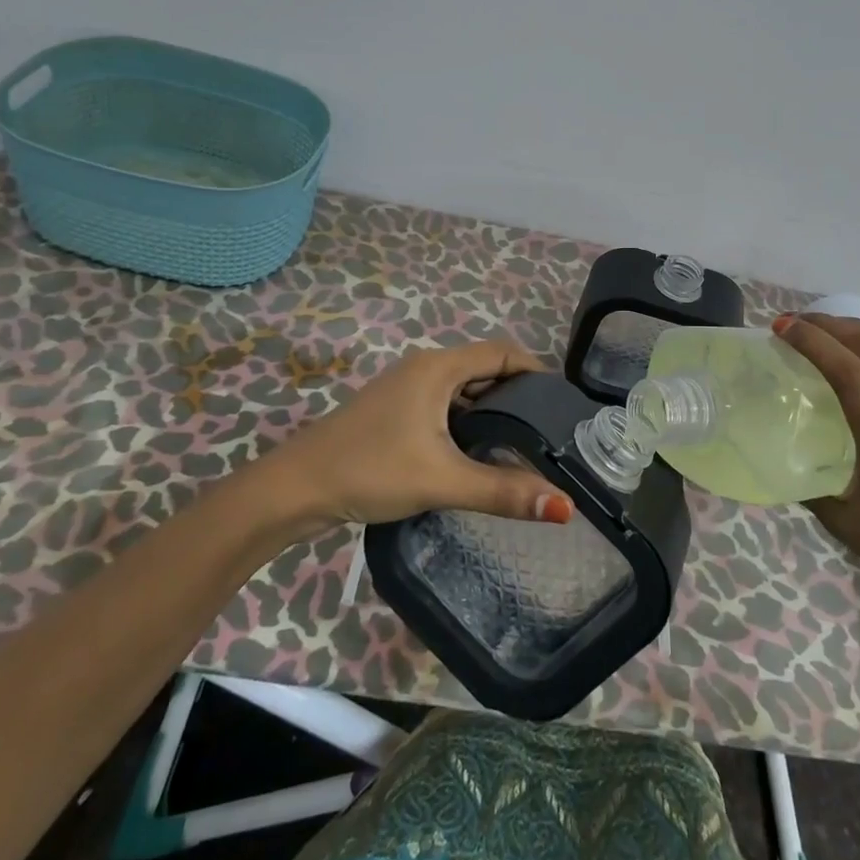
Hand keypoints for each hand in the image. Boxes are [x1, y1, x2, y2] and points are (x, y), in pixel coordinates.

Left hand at [257, 339, 575, 534]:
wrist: (296, 488)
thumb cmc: (370, 470)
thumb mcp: (441, 480)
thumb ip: (503, 491)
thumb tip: (564, 507)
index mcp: (437, 367)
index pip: (502, 352)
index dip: (536, 370)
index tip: (562, 403)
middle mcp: (424, 368)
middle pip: (484, 369)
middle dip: (517, 394)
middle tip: (549, 430)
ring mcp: (405, 389)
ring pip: (462, 391)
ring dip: (491, 411)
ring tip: (522, 445)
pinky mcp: (394, 412)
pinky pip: (444, 407)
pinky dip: (467, 422)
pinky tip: (477, 454)